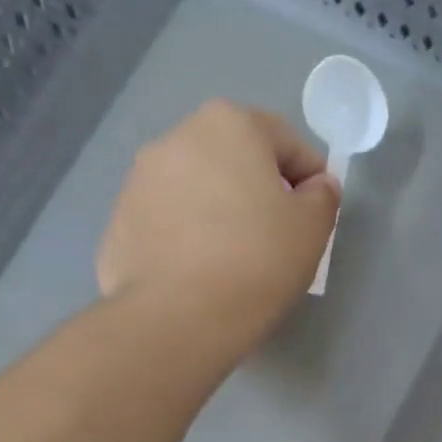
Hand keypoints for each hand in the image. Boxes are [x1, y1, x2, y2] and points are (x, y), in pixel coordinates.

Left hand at [97, 100, 338, 359]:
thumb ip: (322, 197)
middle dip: (260, 188)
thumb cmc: (259, 260)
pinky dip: (189, 237)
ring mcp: (139, 179)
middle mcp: (177, 137)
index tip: (317, 215)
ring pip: (198, 188)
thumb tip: (316, 187)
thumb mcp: (313, 228)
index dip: (311, 177)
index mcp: (230, 125)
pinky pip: (169, 221)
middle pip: (235, 158)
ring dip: (220, 210)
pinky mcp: (119, 221)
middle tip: (278, 235)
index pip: (286, 141)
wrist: (179, 316)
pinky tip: (204, 273)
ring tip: (237, 257)